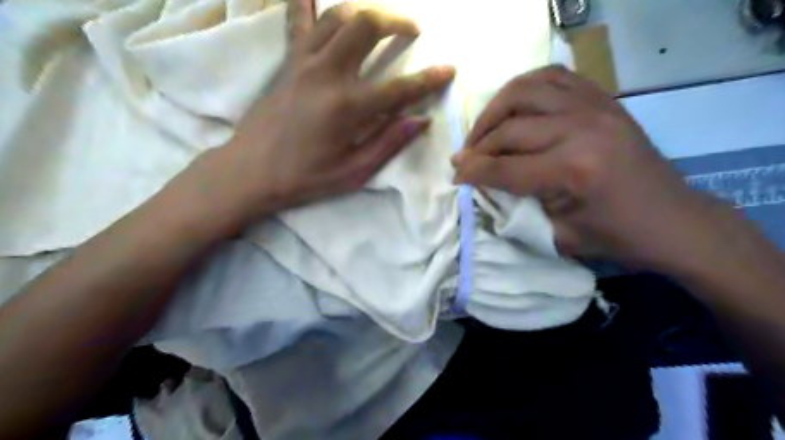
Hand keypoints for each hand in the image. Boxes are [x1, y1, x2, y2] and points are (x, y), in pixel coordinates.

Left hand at [209, 0, 453, 219]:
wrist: (251, 171)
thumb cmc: (305, 178)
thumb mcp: (353, 172)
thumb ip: (388, 143)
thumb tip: (421, 120)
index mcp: (347, 108)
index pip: (400, 88)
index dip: (428, 79)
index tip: (449, 70)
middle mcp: (327, 74)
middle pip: (366, 26)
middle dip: (396, 22)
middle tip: (412, 30)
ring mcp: (303, 63)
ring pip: (337, 16)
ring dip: (364, 11)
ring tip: (380, 20)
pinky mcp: (288, 62)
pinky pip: (300, 21)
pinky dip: (309, 1)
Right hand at [454, 65, 715, 271]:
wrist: (674, 221)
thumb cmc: (616, 237)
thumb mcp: (558, 236)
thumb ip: (516, 210)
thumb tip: (481, 189)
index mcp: (572, 170)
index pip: (503, 167)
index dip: (472, 172)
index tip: (455, 176)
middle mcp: (581, 129)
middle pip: (509, 128)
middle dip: (478, 145)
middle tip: (464, 159)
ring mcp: (595, 107)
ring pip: (525, 90)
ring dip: (495, 109)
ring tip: (484, 130)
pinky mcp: (603, 100)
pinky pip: (553, 78)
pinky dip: (525, 88)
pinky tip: (514, 106)